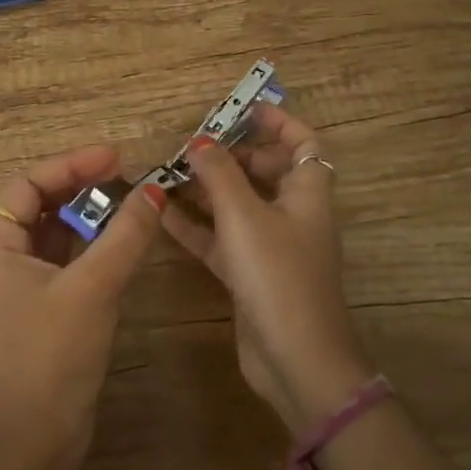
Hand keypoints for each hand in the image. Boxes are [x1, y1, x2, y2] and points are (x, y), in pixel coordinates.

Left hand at [0, 145, 164, 469]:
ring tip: (132, 204)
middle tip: (127, 177)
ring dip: (90, 217)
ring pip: (55, 235)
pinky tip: (123, 244)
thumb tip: (154, 191)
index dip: (70, 165)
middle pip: (40, 205)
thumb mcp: (92, 288)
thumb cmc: (51, 356)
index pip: (28, 185)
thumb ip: (124, 235)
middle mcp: (0, 260)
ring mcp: (19, 287)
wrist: (32, 443)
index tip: (115, 157)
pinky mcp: (41, 310)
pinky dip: (92, 248)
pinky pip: (65, 262)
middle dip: (82, 188)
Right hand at [162, 106, 374, 435]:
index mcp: (307, 193)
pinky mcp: (251, 275)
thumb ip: (219, 175)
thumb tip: (199, 142)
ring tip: (169, 174)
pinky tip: (163, 215)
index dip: (277, 122)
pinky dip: (196, 226)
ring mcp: (271, 247)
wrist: (296, 360)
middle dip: (231, 155)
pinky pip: (221, 239)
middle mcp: (293, 215)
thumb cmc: (278, 276)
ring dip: (207, 190)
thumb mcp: (245, 216)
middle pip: (265, 171)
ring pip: (238, 206)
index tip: (242, 108)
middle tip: (192, 146)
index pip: (302, 143)